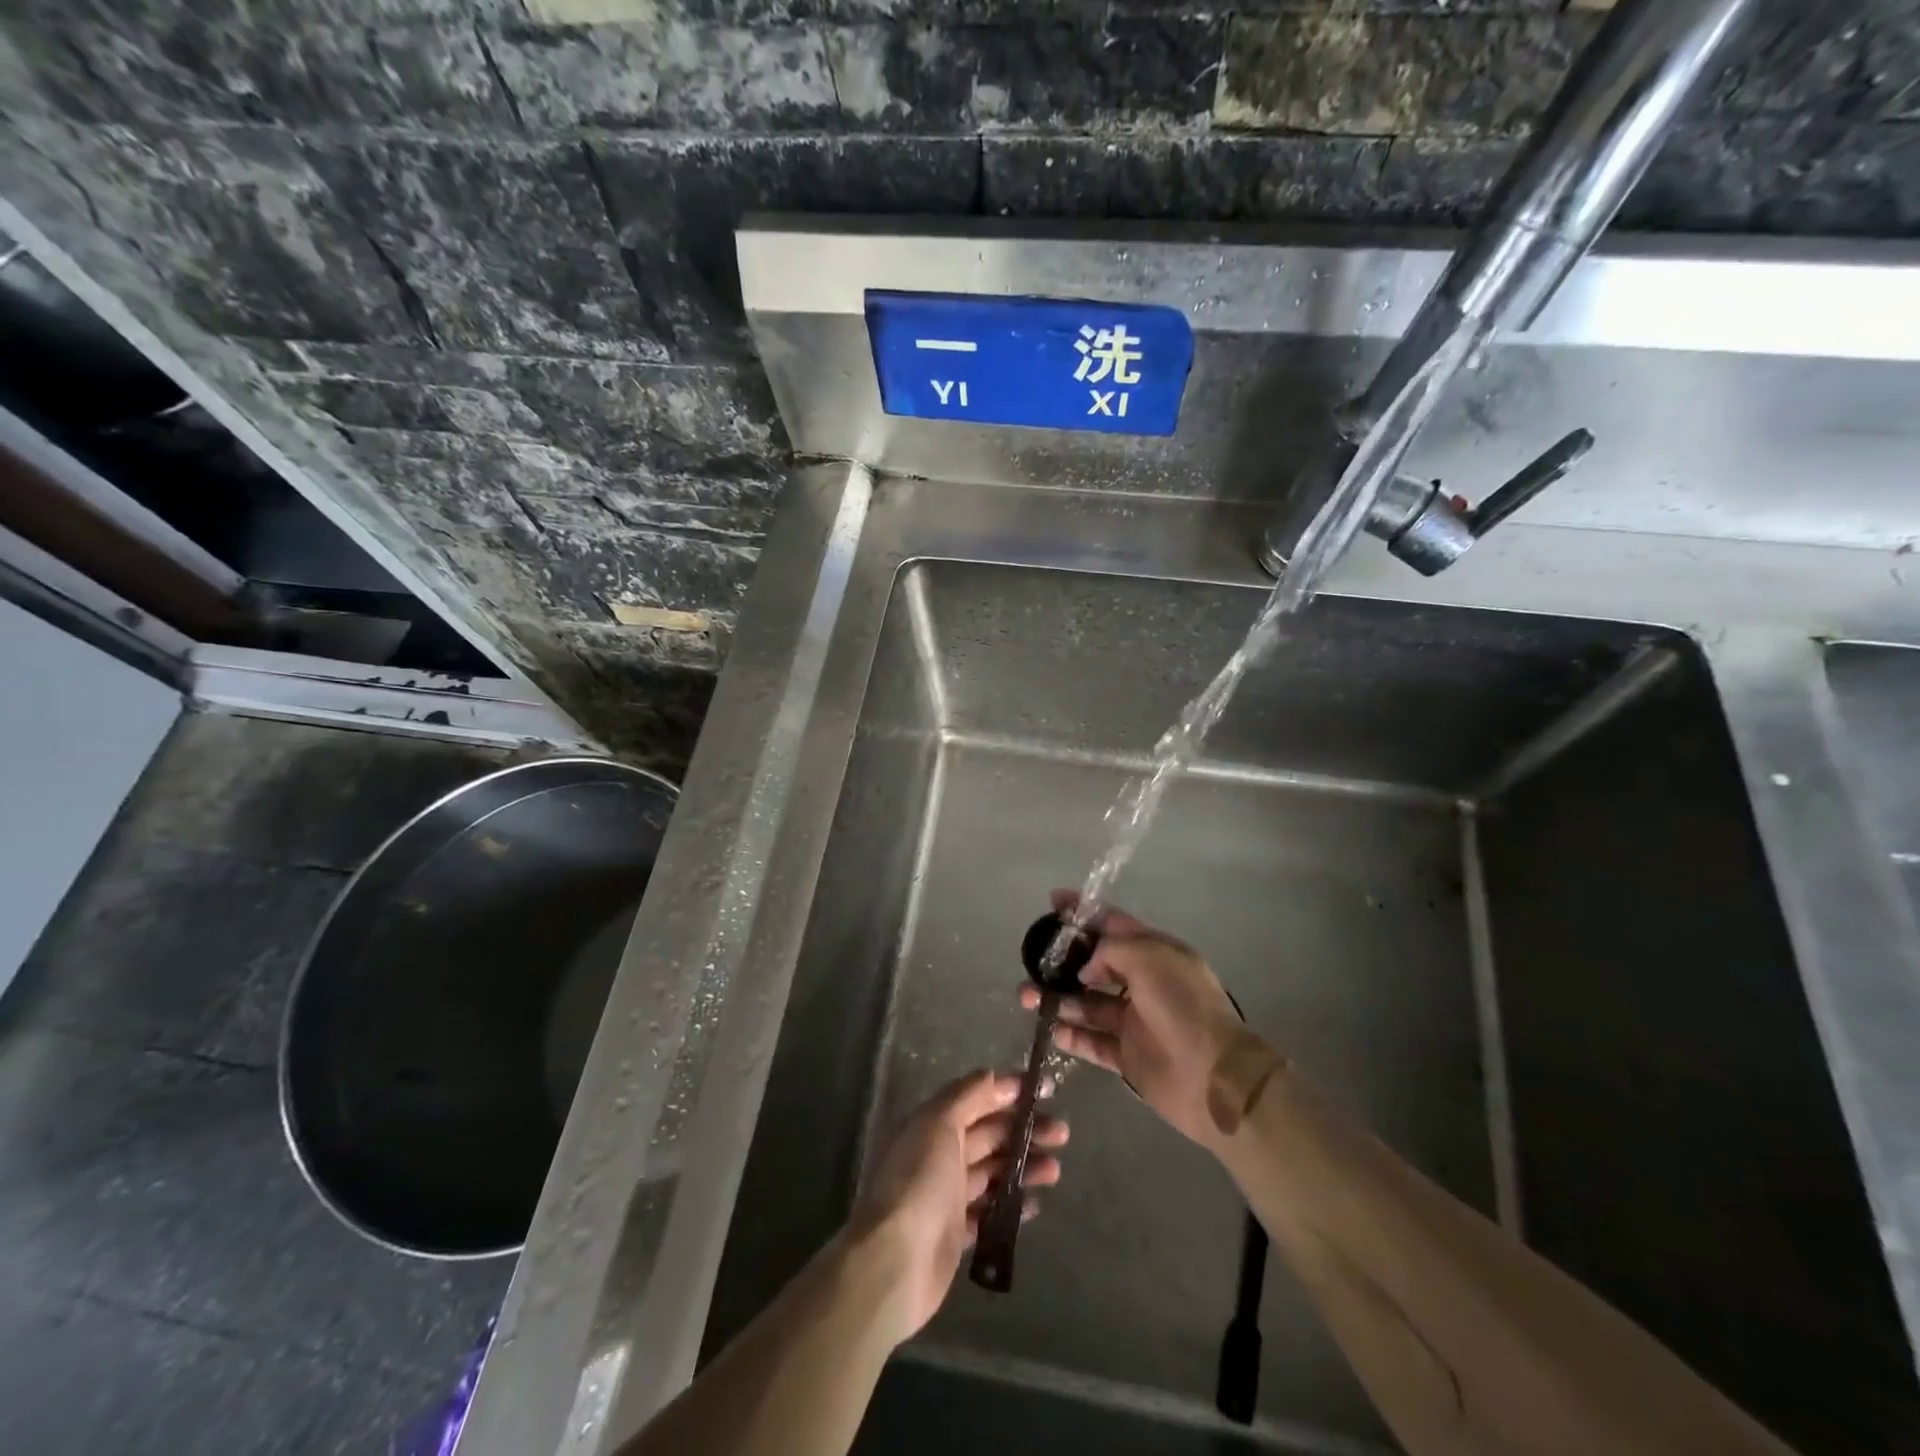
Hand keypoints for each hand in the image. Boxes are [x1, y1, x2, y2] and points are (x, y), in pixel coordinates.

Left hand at [850, 1069, 1067, 1342]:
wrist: (896, 1261)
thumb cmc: (920, 1182)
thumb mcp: (940, 1124)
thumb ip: (968, 1096)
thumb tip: (994, 1075)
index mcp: (934, 1123)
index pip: (977, 1097)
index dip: (1010, 1090)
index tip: (1046, 1089)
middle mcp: (940, 1153)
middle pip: (990, 1133)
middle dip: (1025, 1129)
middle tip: (1061, 1132)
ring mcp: (948, 1194)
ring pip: (994, 1171)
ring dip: (1024, 1166)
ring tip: (1055, 1170)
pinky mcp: (956, 1232)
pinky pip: (990, 1211)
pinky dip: (1012, 1205)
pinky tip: (1035, 1204)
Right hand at [1020, 891, 1247, 1149]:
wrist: (1213, 1077)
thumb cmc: (1182, 1006)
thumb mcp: (1149, 958)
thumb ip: (1111, 950)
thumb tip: (1087, 968)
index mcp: (1156, 952)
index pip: (1114, 923)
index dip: (1084, 911)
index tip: (1052, 901)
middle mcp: (1144, 983)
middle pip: (1095, 964)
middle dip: (1063, 961)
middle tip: (1032, 963)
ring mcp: (1134, 1020)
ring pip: (1087, 1003)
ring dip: (1058, 999)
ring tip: (1028, 998)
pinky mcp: (1127, 1056)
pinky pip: (1093, 1041)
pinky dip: (1072, 1035)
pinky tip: (1052, 1029)